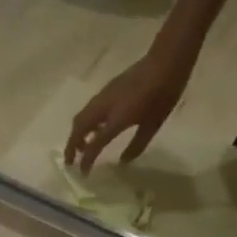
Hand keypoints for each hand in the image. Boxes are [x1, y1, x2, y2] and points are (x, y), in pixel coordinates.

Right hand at [65, 47, 195, 170]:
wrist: (165, 61)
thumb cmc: (163, 94)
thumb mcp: (153, 124)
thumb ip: (136, 145)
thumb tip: (123, 161)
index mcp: (116, 119)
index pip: (94, 144)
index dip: (87, 161)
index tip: (83, 174)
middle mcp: (104, 107)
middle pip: (78, 128)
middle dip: (72, 146)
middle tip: (70, 162)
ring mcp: (103, 96)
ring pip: (81, 117)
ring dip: (76, 134)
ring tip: (81, 147)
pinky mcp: (106, 90)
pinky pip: (88, 110)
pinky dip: (85, 123)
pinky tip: (94, 130)